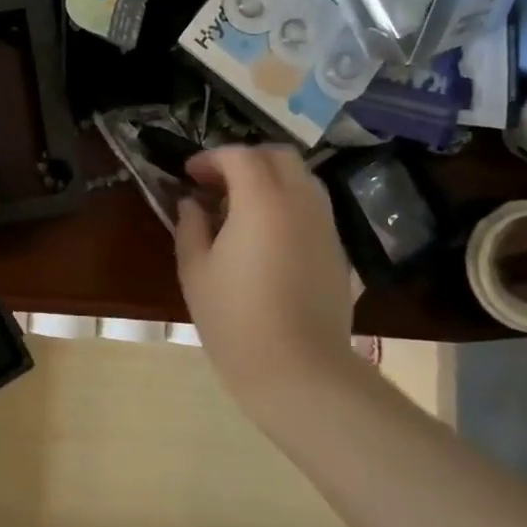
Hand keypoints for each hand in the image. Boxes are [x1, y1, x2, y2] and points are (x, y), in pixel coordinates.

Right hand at [174, 146, 355, 408]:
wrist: (298, 371)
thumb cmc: (234, 318)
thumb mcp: (195, 270)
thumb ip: (190, 226)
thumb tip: (192, 203)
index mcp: (262, 201)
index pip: (239, 156)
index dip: (211, 158)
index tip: (189, 174)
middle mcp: (300, 202)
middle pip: (279, 156)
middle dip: (245, 159)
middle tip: (217, 183)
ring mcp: (325, 226)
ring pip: (302, 179)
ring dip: (269, 180)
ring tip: (240, 208)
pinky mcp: (337, 251)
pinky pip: (312, 209)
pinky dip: (287, 205)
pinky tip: (265, 237)